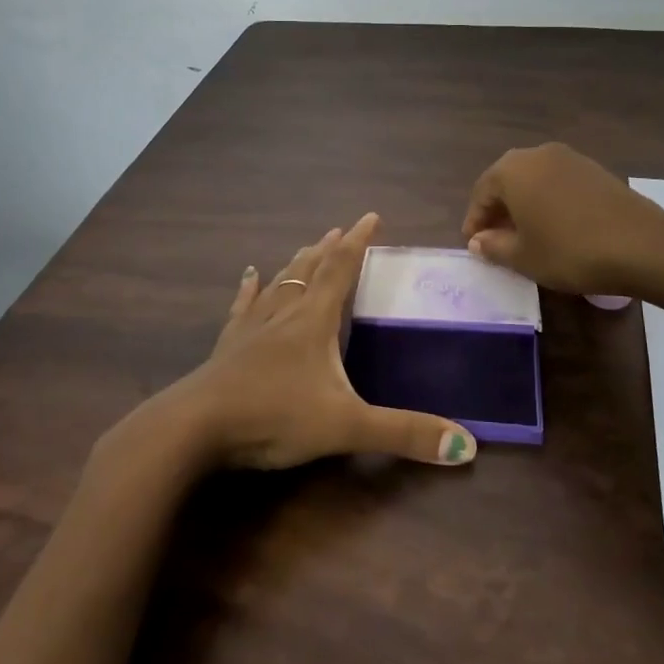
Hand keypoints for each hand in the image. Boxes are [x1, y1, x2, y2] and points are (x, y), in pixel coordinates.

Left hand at [164, 214, 477, 469]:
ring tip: (307, 246)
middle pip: (310, 270)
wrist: (195, 428)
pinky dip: (250, 289)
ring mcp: (252, 329)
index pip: (341, 270)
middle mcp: (284, 314)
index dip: (359, 243)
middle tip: (340, 229)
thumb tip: (467, 447)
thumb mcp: (346, 427)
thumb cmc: (274, 417)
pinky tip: (249, 275)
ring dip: (297, 263)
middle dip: (329, 249)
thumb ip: (404, 435)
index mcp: (314, 321)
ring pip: (280, 284)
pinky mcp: (228, 347)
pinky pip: (243, 307)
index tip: (371, 216)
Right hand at [461, 143, 663, 294]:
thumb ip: (494, 246)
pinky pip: (558, 182)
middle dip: (498, 209)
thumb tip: (478, 240)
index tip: (474, 246)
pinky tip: (556, 226)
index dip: (475, 221)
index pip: (481, 193)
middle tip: (496, 239)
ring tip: (526, 235)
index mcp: (512, 170)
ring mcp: (569, 157)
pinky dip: (549, 200)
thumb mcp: (523, 257)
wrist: (642, 245)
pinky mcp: (594, 168)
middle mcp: (537, 154)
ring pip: (534, 180)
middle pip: (507, 181)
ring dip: (524, 204)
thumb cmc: (570, 251)